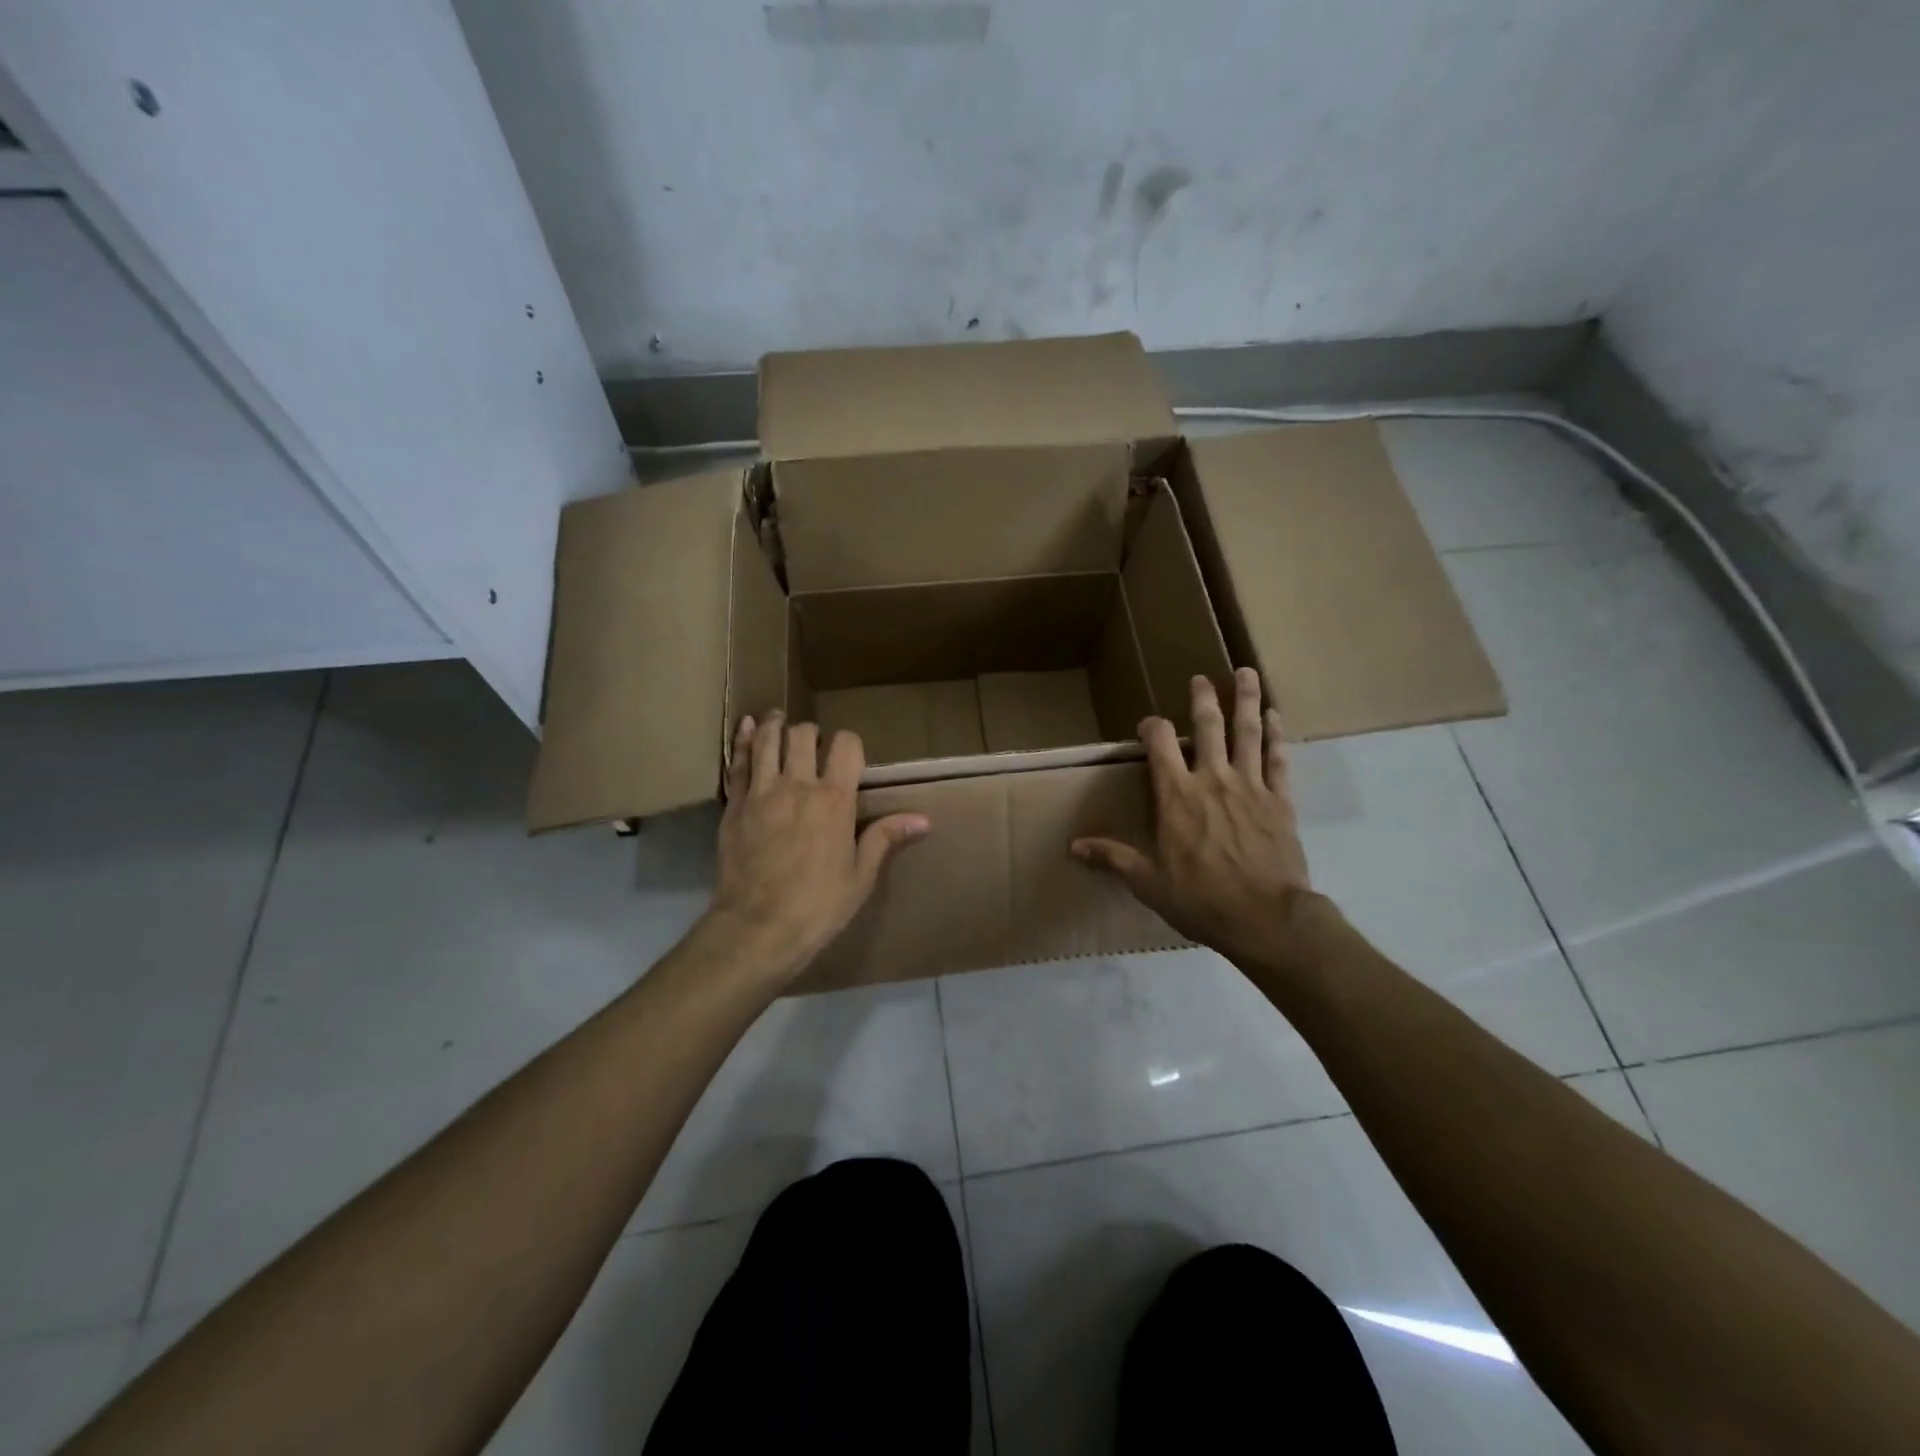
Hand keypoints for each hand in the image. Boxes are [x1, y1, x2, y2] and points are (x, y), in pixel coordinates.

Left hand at [705, 712, 928, 982]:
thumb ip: (885, 838)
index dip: (850, 743)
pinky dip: (742, 740)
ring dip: (776, 726)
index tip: (849, 755)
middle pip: (803, 735)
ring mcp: (761, 792)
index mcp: (834, 800)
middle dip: (812, 733)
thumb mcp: (860, 876)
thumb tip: (923, 819)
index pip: (846, 746)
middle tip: (813, 744)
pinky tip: (746, 727)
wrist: (757, 928)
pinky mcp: (734, 805)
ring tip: (779, 720)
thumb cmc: (817, 906)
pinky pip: (737, 762)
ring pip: (767, 740)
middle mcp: (798, 785)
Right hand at [1072, 668, 1333, 973]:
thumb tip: (1073, 846)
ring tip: (1247, 673)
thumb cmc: (1200, 899)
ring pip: (1247, 733)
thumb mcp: (1148, 882)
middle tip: (1202, 678)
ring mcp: (1250, 786)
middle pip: (1208, 727)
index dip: (1152, 728)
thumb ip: (1113, 857)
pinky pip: (1278, 759)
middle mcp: (1212, 779)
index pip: (1160, 744)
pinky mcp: (1280, 800)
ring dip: (1247, 701)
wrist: (1265, 918)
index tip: (1150, 725)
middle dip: (1203, 699)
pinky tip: (1276, 717)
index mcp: (1176, 796)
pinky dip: (1277, 736)